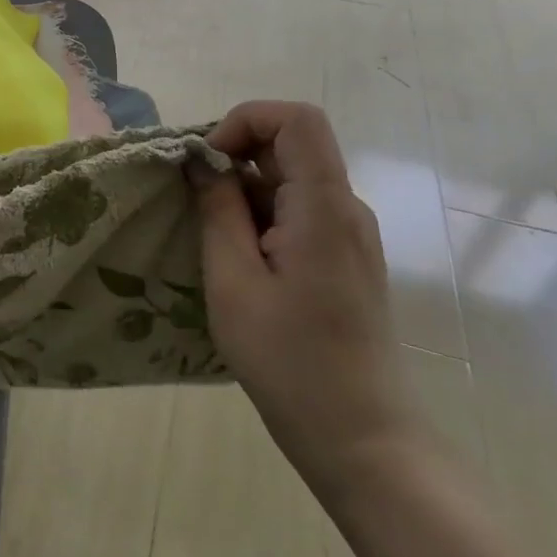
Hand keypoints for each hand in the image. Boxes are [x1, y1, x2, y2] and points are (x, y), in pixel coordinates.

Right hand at [191, 101, 413, 494]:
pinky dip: (261, 216)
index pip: (295, 119)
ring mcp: (350, 234)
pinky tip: (238, 260)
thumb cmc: (289, 361)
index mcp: (324, 207)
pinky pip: (300, 211)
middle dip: (235, 157)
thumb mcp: (233, 282)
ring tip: (211, 241)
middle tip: (194, 202)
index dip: (244, 121)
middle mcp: (347, 209)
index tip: (206, 163)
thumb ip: (218, 211)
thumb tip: (202, 162)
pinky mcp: (345, 258)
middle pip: (292, 145)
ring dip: (244, 191)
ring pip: (292, 180)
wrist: (362, 437)